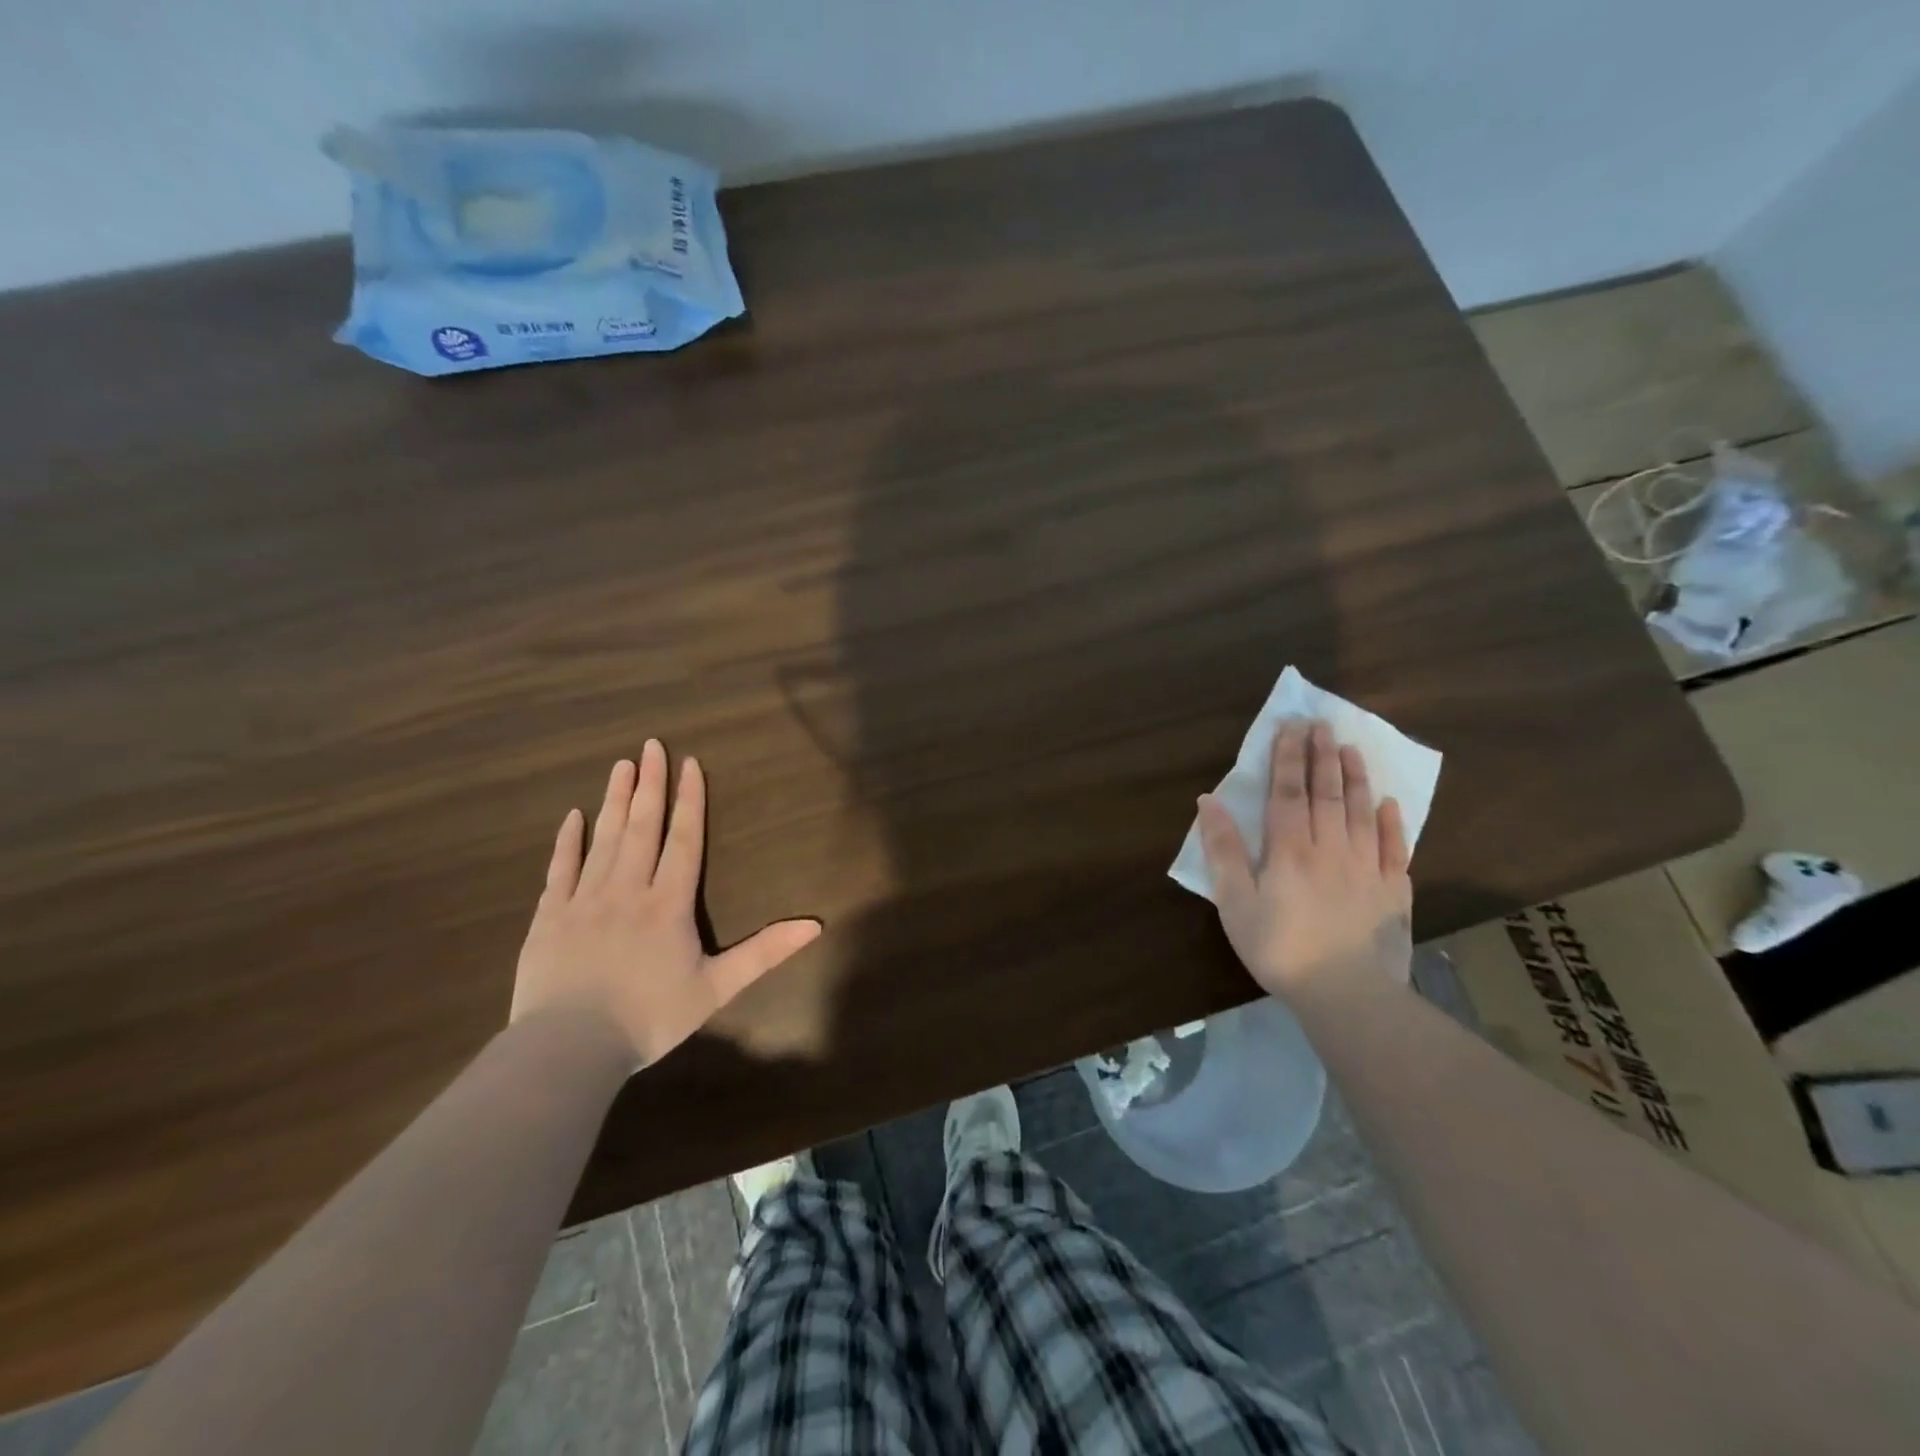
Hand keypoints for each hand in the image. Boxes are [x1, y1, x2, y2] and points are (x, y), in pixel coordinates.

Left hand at [511, 741, 821, 1068]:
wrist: (568, 1049)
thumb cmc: (649, 1018)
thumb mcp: (716, 988)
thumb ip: (764, 953)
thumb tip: (815, 925)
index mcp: (668, 903)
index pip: (683, 840)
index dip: (689, 800)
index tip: (689, 763)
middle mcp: (627, 889)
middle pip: (642, 827)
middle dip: (649, 784)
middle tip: (650, 745)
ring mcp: (584, 900)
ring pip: (604, 839)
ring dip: (614, 800)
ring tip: (621, 765)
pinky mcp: (550, 917)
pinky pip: (561, 869)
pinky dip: (568, 841)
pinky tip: (574, 816)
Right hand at [1196, 719, 1412, 997]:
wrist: (1345, 995)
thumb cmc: (1279, 948)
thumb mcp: (1235, 902)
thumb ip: (1223, 850)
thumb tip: (1208, 801)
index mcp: (1290, 849)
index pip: (1288, 791)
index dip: (1288, 757)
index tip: (1290, 727)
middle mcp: (1331, 848)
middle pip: (1327, 792)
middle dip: (1321, 755)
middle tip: (1321, 724)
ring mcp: (1367, 868)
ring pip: (1362, 811)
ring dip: (1356, 777)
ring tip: (1351, 748)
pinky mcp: (1393, 891)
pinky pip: (1395, 847)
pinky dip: (1392, 822)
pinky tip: (1390, 803)